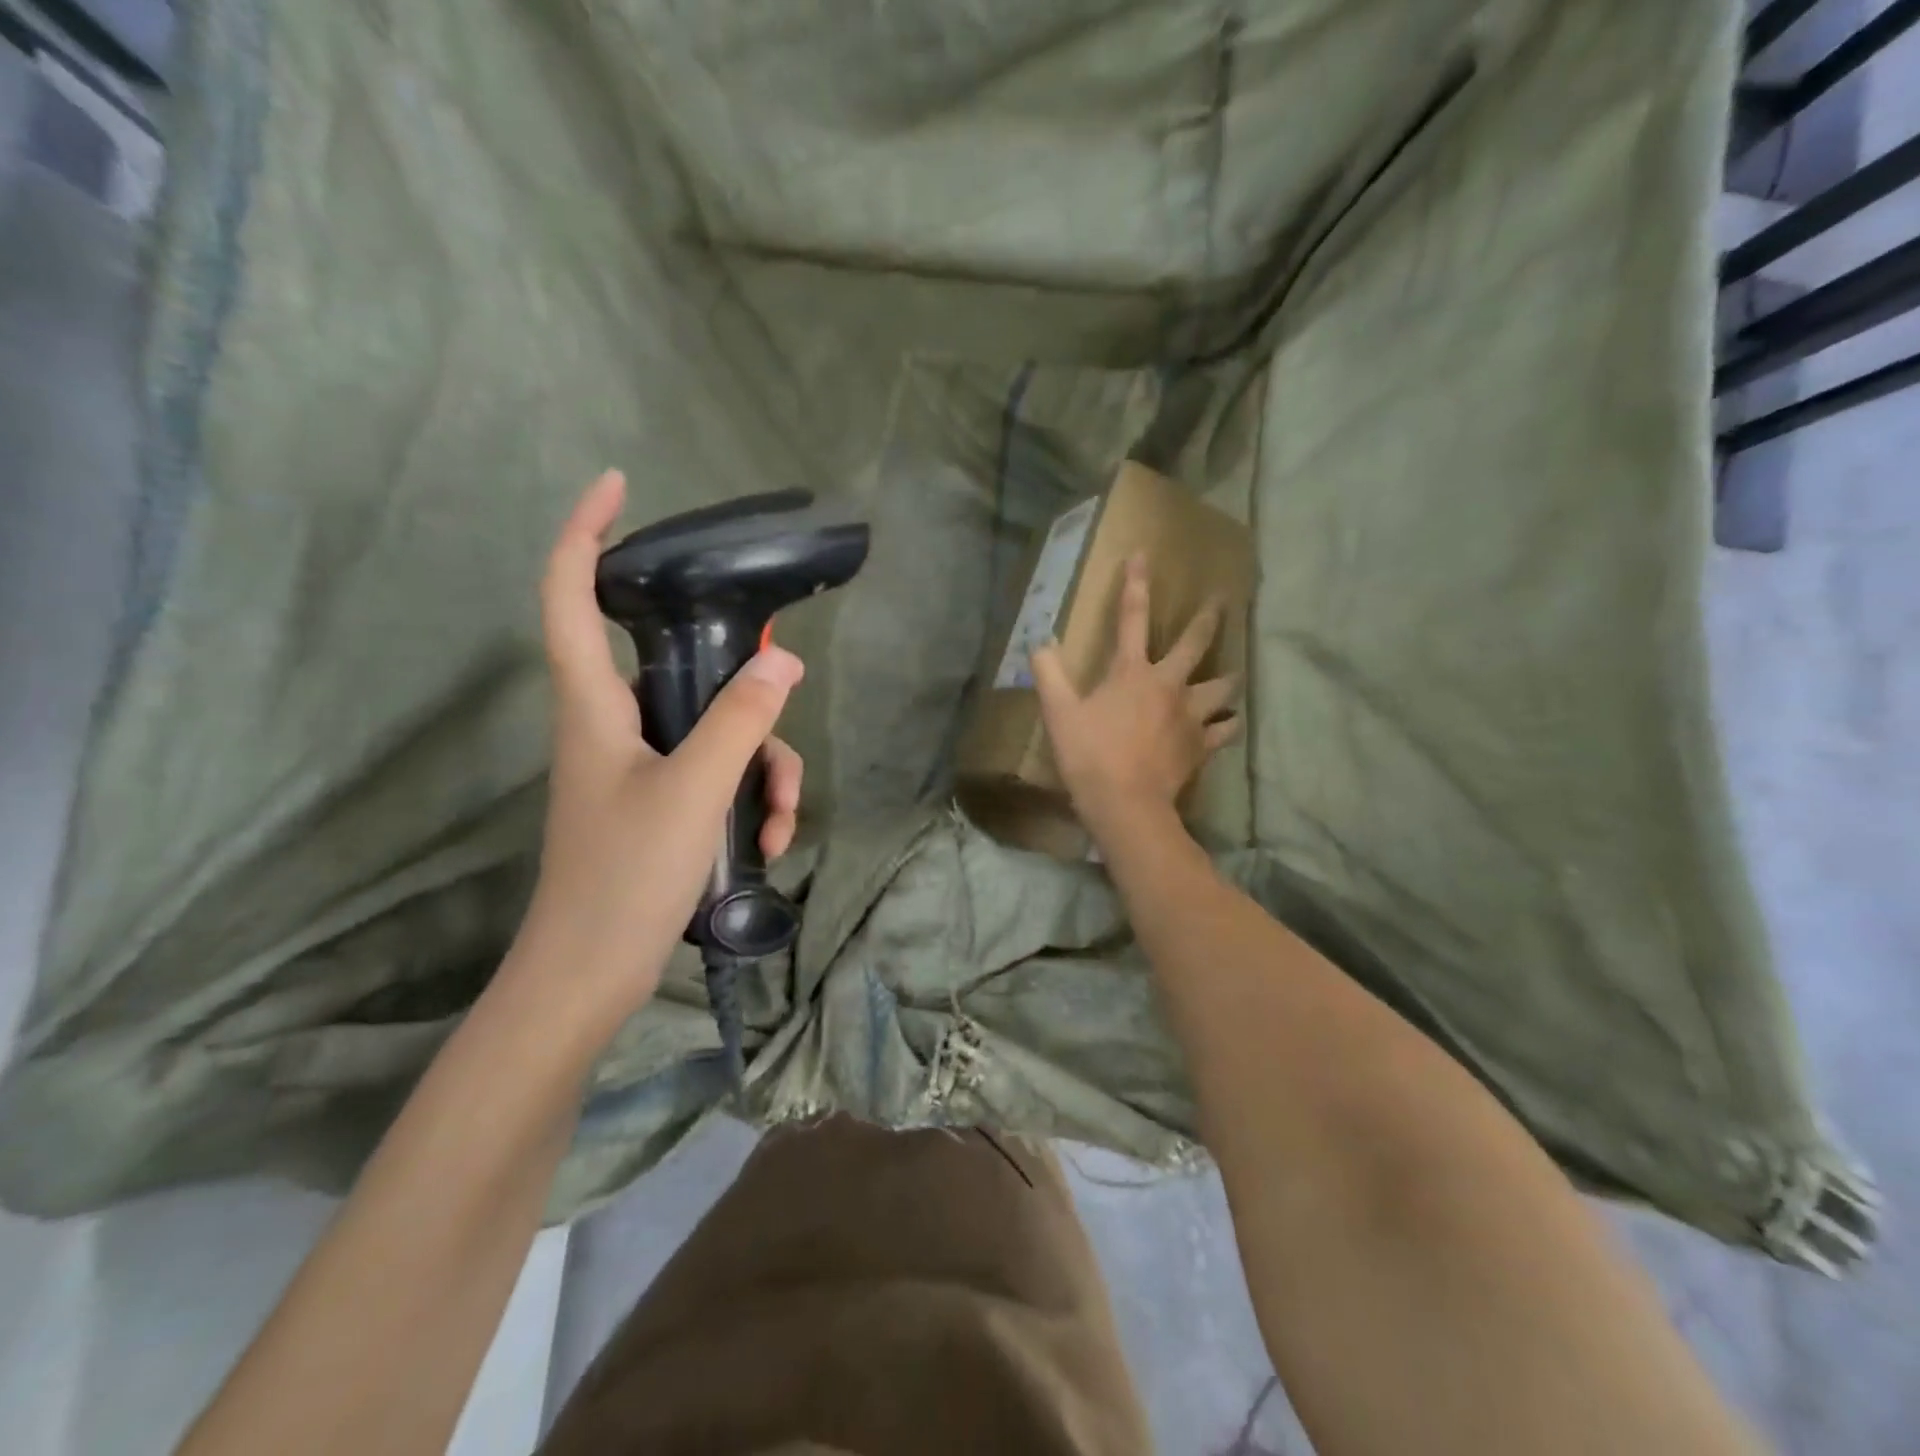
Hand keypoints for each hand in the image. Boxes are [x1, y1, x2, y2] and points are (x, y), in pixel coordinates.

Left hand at [512, 471, 805, 1021]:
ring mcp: (640, 765)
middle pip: (679, 666)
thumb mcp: (694, 790)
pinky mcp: (662, 801)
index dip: (586, 531)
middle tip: (778, 674)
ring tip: (780, 822)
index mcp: (594, 704)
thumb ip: (740, 720)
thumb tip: (785, 660)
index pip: (570, 594)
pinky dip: (750, 800)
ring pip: (716, 730)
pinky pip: (718, 775)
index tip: (620, 485)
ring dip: (763, 767)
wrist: (590, 975)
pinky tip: (771, 842)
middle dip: (740, 681)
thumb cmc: (624, 877)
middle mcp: (614, 723)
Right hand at [1031, 554, 1238, 840]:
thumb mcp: (1058, 712)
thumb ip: (1048, 673)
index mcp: (1131, 672)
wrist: (1125, 803)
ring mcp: (1189, 715)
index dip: (1135, 584)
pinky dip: (1228, 724)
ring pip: (1221, 687)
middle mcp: (1168, 685)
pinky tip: (1230, 722)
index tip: (1143, 556)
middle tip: (1222, 601)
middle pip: (1195, 643)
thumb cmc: (1088, 754)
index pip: (1132, 617)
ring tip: (1234, 673)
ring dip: (1228, 677)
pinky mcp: (1201, 745)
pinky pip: (1225, 729)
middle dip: (1208, 619)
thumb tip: (1041, 643)